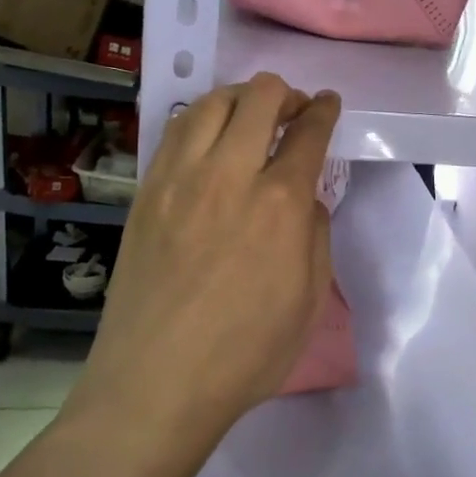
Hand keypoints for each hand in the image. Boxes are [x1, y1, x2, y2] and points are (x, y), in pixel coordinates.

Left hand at [83, 73, 340, 423]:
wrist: (156, 382)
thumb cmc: (246, 353)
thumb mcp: (308, 300)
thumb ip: (314, 234)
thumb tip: (305, 197)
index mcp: (280, 203)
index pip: (308, 132)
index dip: (324, 110)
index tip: (329, 103)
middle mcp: (230, 174)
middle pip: (260, 98)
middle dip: (286, 94)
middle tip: (295, 111)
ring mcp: (180, 179)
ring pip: (211, 103)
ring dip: (241, 97)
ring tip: (251, 115)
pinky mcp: (146, 191)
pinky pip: (174, 131)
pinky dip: (201, 119)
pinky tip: (208, 137)